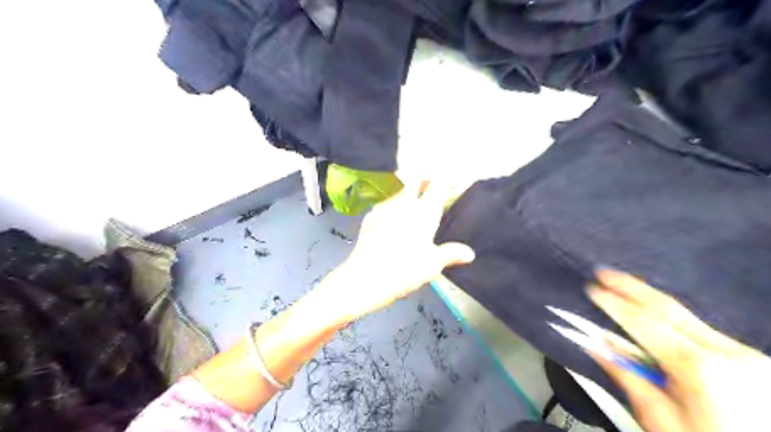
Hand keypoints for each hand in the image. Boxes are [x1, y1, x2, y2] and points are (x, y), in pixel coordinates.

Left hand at [323, 179, 473, 319]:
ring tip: (414, 209)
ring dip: (409, 195)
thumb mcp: (433, 265)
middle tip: (432, 189)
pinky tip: (394, 222)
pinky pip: (386, 205)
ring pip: (400, 193)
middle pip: (416, 181)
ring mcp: (384, 208)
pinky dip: (394, 208)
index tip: (450, 180)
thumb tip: (469, 253)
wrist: (365, 277)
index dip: (444, 178)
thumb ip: (451, 254)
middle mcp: (404, 203)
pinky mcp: (370, 217)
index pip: (437, 184)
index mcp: (424, 211)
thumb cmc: (405, 270)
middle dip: (425, 180)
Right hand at [589, 271, 767, 431]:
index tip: (593, 289)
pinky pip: (703, 332)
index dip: (614, 303)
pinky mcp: (756, 361)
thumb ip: (628, 377)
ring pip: (687, 319)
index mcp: (701, 369)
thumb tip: (598, 346)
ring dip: (651, 305)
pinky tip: (657, 322)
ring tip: (624, 291)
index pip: (644, 323)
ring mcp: (749, 356)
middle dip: (632, 287)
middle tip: (604, 273)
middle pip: (669, 309)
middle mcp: (730, 354)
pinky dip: (674, 324)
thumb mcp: (660, 421)